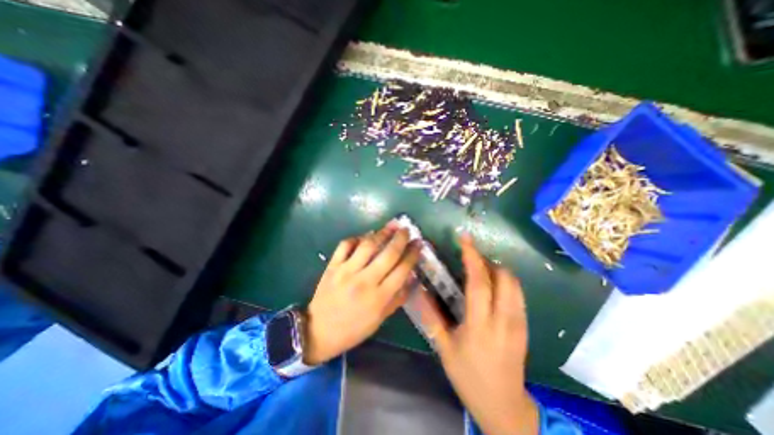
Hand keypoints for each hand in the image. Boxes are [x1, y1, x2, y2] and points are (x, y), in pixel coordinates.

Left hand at [304, 226, 421, 365]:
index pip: (402, 270)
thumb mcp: (380, 319)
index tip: (418, 243)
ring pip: (368, 245)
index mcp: (379, 297)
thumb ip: (398, 298)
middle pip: (388, 254)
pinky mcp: (333, 266)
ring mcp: (347, 271)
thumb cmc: (354, 328)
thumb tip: (412, 277)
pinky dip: (357, 238)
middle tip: (406, 229)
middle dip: (400, 238)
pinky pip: (346, 245)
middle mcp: (365, 281)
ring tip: (390, 225)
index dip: (413, 254)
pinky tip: (364, 236)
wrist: (319, 331)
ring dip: (382, 233)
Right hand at [417, 235, 539, 434]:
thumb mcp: (444, 348)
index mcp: (480, 324)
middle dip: (487, 260)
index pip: (479, 281)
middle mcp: (503, 319)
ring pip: (514, 283)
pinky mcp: (525, 325)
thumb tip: (418, 290)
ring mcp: (518, 322)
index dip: (472, 256)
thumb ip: (431, 316)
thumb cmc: (469, 376)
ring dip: (497, 269)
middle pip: (503, 276)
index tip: (465, 238)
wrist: (504, 406)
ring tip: (479, 269)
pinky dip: (504, 281)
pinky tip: (491, 287)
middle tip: (470, 258)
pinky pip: (517, 293)